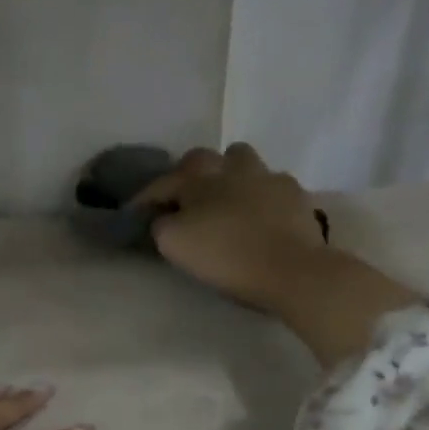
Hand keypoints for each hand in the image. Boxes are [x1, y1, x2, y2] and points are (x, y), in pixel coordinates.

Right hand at [134, 143, 327, 309]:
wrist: (290, 268)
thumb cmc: (226, 257)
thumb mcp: (174, 244)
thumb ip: (160, 225)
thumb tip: (163, 217)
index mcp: (197, 178)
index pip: (161, 182)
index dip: (145, 198)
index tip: (135, 215)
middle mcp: (230, 167)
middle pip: (201, 161)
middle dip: (188, 178)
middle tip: (183, 202)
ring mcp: (266, 176)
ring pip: (240, 162)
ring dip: (227, 176)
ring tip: (225, 201)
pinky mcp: (293, 193)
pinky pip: (270, 184)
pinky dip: (259, 195)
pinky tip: (260, 215)